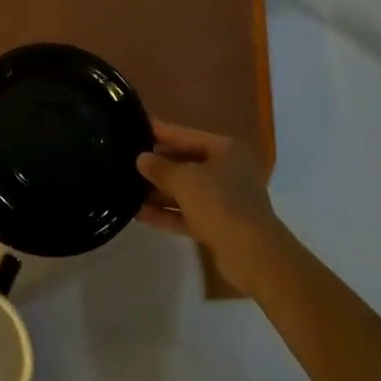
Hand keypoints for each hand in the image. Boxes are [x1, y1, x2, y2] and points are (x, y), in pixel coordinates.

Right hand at [137, 119, 287, 293]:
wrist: (252, 254)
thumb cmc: (219, 202)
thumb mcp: (184, 180)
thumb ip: (160, 168)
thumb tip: (142, 159)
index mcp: (226, 150)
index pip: (187, 136)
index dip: (162, 132)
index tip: (137, 126)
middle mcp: (228, 171)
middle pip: (187, 163)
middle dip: (159, 166)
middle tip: (127, 162)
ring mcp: (226, 200)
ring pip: (187, 191)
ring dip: (159, 192)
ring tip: (128, 190)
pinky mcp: (220, 226)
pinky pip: (189, 214)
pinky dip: (168, 213)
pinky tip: (140, 215)